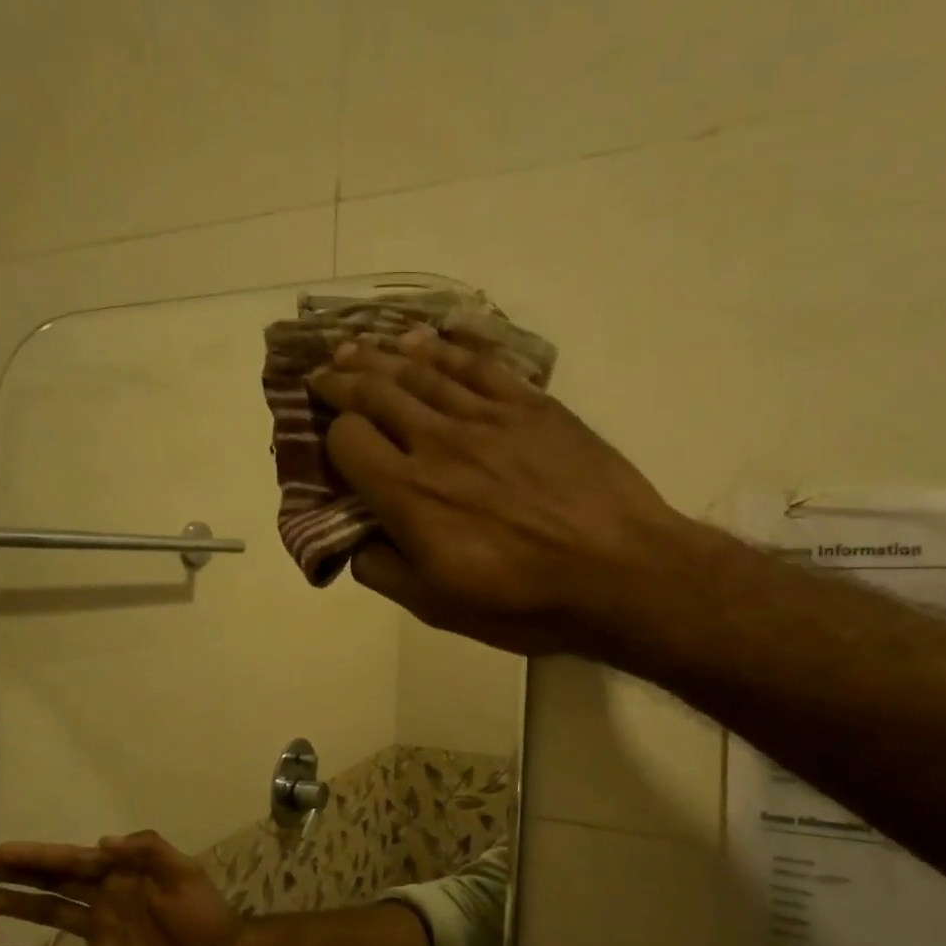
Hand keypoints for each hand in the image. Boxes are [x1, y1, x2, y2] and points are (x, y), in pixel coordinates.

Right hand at [0, 832, 242, 945]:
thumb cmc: (204, 914)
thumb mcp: (183, 873)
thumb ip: (148, 852)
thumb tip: (101, 841)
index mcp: (122, 874)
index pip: (73, 860)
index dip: (39, 855)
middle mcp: (104, 899)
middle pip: (54, 885)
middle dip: (18, 878)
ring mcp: (99, 934)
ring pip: (50, 918)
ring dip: (17, 912)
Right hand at [310, 326, 694, 657]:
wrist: (620, 573)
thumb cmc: (524, 601)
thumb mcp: (438, 608)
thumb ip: (383, 571)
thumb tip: (355, 543)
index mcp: (409, 494)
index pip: (348, 440)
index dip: (332, 436)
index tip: (331, 442)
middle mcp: (438, 442)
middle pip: (378, 391)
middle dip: (342, 379)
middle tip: (324, 371)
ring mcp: (488, 417)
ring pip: (423, 369)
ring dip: (384, 354)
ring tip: (360, 345)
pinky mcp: (533, 405)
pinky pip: (481, 363)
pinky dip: (449, 346)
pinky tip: (430, 337)